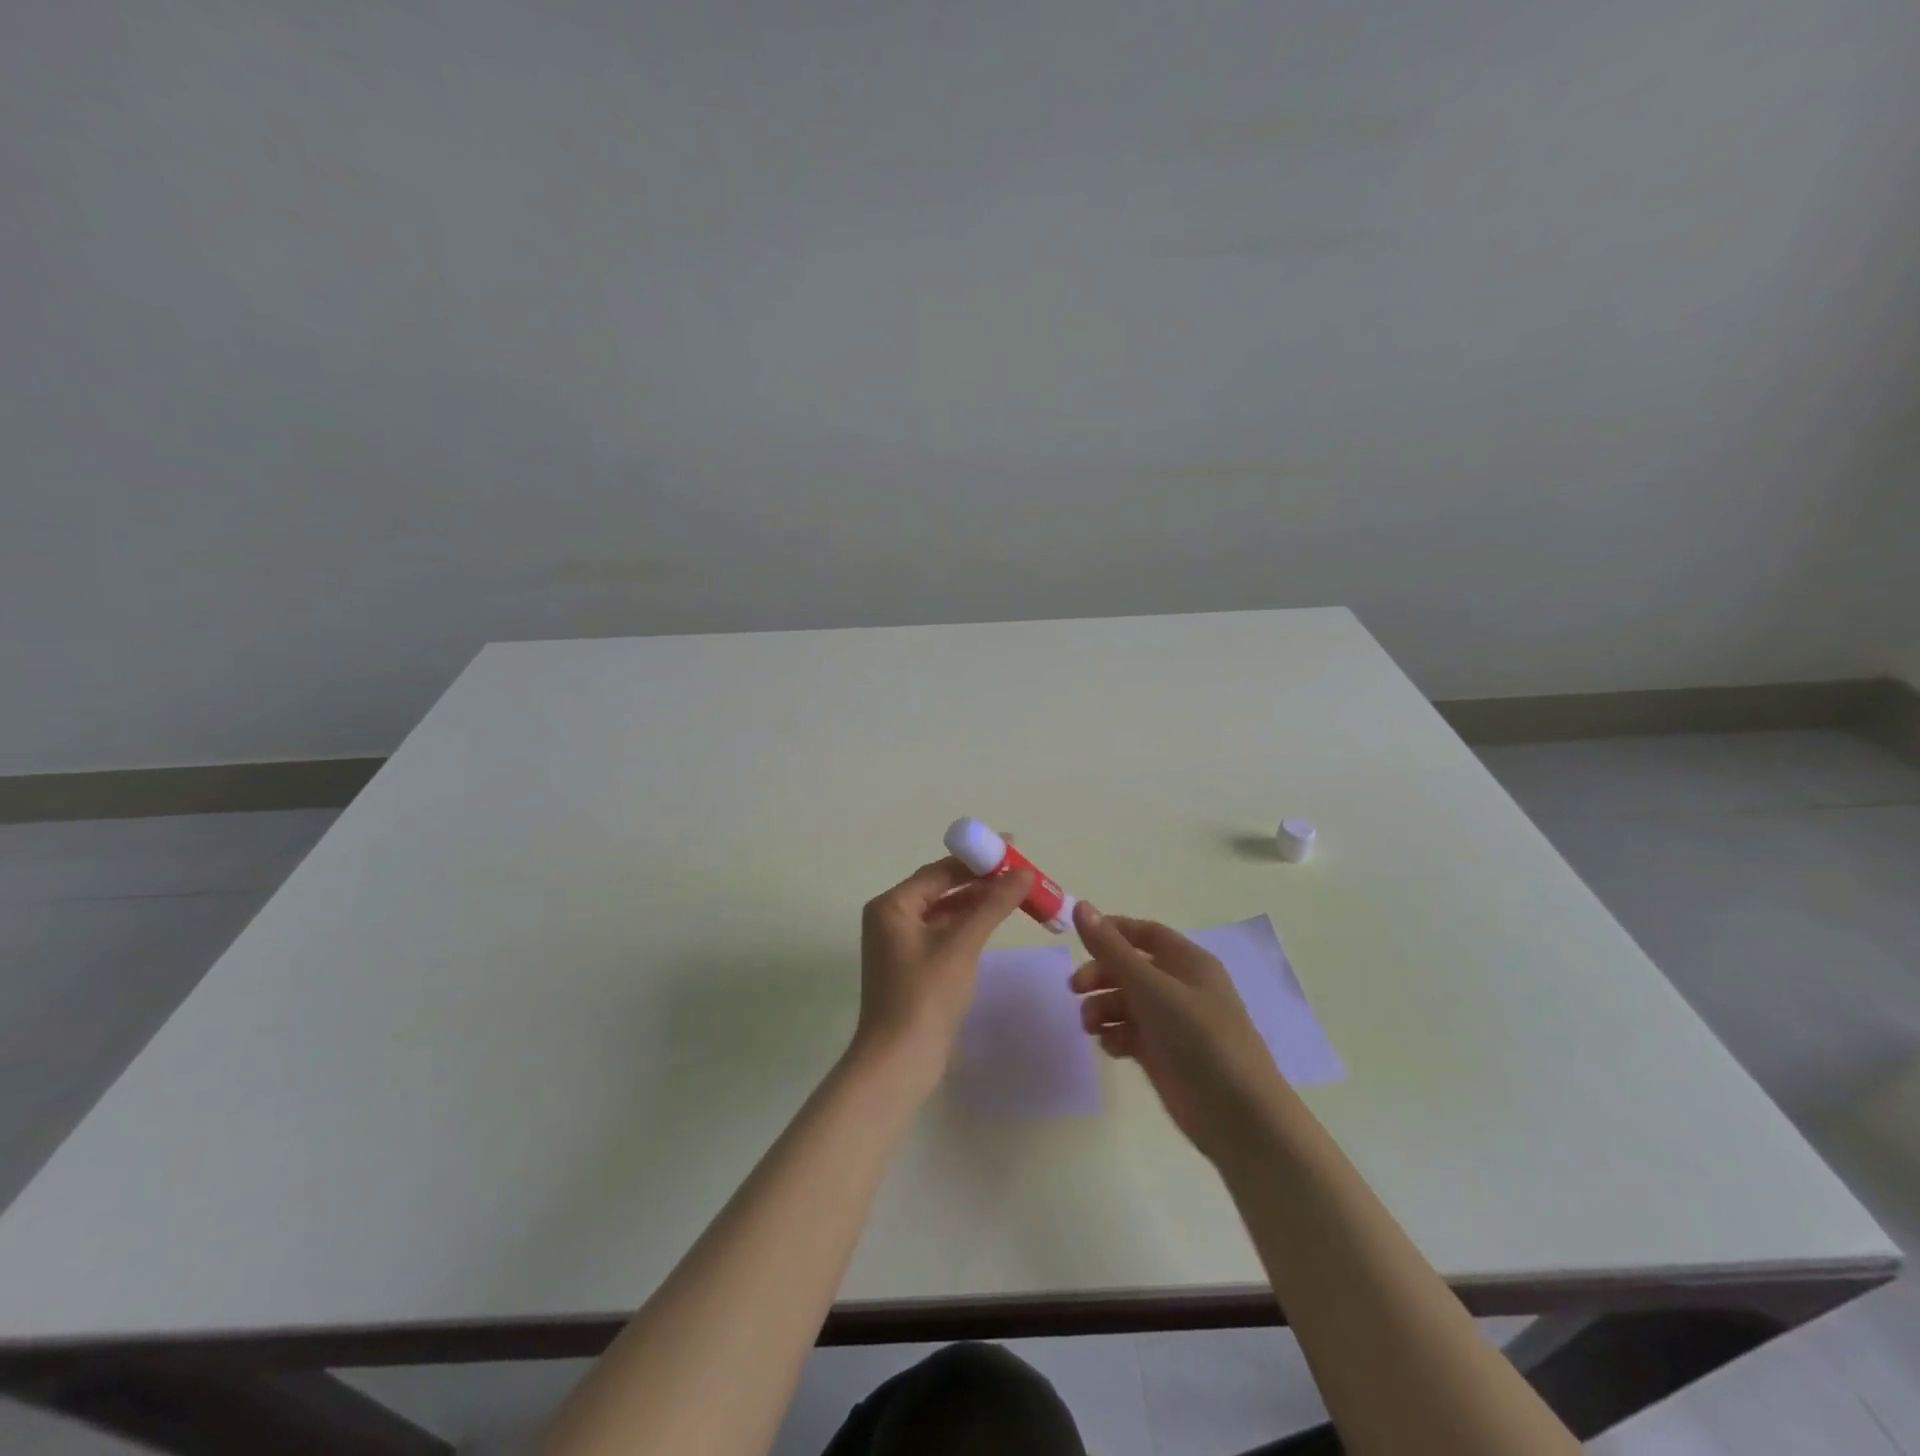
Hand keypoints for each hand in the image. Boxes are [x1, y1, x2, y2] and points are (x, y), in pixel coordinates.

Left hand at [852, 857, 1034, 1093]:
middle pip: (940, 887)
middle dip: (980, 880)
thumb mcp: (962, 944)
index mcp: (891, 905)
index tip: (1012, 848)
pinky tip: (992, 922)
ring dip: (976, 902)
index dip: (977, 858)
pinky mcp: (912, 966)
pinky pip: (943, 932)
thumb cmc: (925, 995)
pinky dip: (967, 925)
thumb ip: (992, 904)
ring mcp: (899, 944)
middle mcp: (890, 918)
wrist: (898, 1062)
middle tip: (1020, 872)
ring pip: (944, 911)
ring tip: (1015, 894)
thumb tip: (1023, 872)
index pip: (939, 870)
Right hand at [1072, 901, 1288, 1161]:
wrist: (1237, 1115)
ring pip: (1126, 1002)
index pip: (1146, 934)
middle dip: (1101, 974)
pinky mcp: (1164, 1055)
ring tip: (1091, 1026)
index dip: (1113, 932)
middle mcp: (1181, 988)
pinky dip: (1115, 1035)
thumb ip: (1112, 949)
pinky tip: (1111, 1047)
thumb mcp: (1151, 987)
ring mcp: (1172, 1023)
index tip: (1079, 938)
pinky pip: (1130, 1033)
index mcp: (1188, 962)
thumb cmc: (1198, 1037)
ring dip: (1103, 1007)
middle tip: (1076, 989)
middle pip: (1130, 968)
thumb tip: (1081, 906)